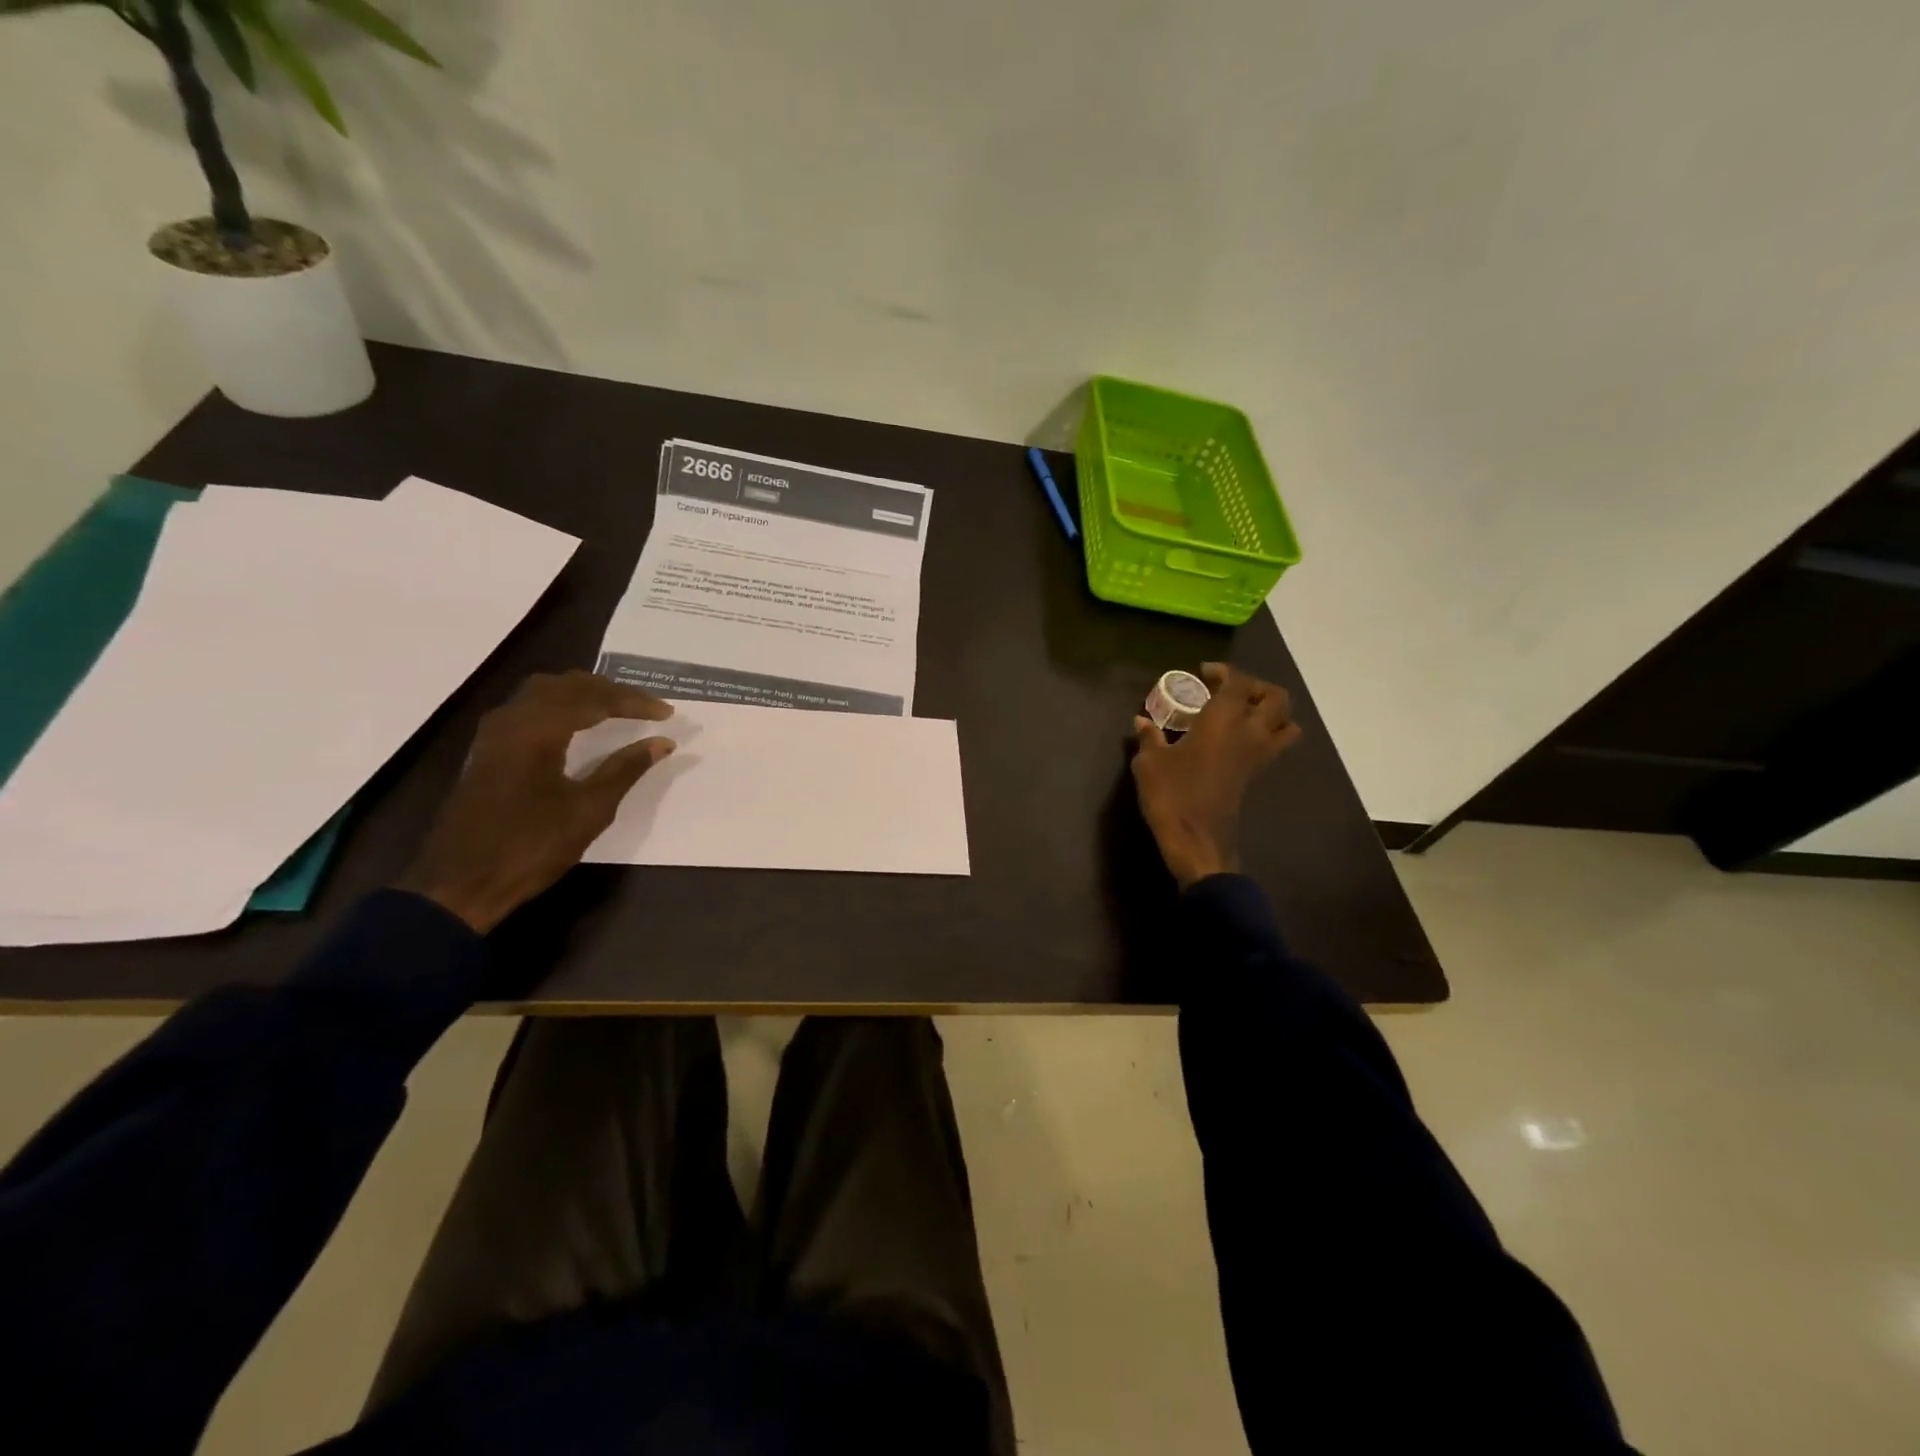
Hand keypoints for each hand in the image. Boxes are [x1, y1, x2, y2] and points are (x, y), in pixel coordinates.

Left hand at [397, 671, 675, 931]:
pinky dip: (562, 706)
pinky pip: (530, 709)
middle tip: (646, 706)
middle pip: (566, 685)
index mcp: (537, 729)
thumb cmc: (530, 846)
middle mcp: (512, 719)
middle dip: (610, 691)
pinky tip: (578, 724)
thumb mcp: (588, 810)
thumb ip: (626, 769)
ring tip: (617, 708)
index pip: (594, 699)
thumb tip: (662, 742)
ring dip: (584, 694)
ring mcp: (495, 734)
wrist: (460, 883)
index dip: (634, 703)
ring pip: (544, 692)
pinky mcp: (489, 750)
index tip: (667, 713)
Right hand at [1131, 663, 1300, 889]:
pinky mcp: (1256, 776)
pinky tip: (1237, 741)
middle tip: (1229, 691)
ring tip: (1244, 714)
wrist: (1197, 841)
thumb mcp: (1149, 763)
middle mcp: (1249, 733)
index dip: (1224, 672)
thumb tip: (1142, 721)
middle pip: (1276, 698)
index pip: (1238, 682)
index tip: (1203, 674)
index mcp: (1223, 720)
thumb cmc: (1171, 794)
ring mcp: (1258, 756)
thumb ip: (1149, 738)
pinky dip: (1266, 735)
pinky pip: (1276, 746)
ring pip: (1287, 724)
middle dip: (1256, 687)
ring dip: (1272, 712)